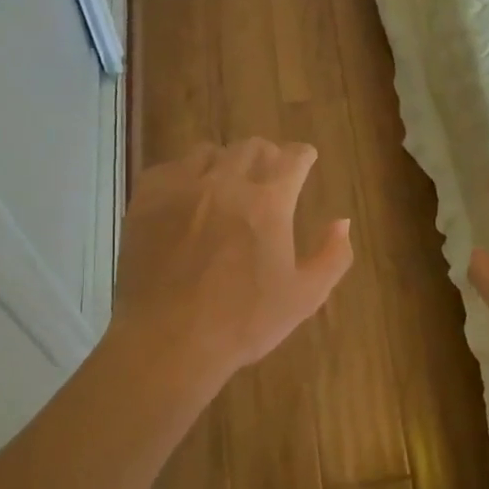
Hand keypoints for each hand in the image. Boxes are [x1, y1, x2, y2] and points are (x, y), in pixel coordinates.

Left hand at [111, 139, 352, 390]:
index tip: (305, 160)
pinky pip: (169, 167)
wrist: (168, 341)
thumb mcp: (305, 297)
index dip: (303, 156)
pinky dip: (184, 174)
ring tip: (225, 183)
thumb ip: (332, 255)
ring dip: (225, 162)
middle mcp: (226, 182)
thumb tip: (342, 221)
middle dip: (267, 156)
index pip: (293, 158)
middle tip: (269, 175)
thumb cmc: (243, 322)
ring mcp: (182, 187)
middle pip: (252, 147)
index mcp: (269, 202)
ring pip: (209, 151)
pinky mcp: (147, 199)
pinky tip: (186, 196)